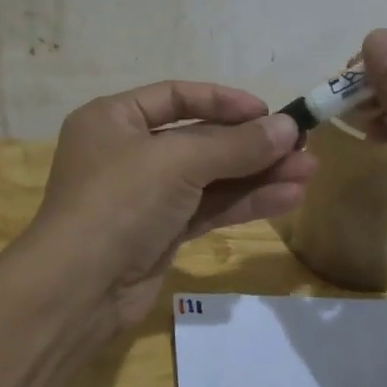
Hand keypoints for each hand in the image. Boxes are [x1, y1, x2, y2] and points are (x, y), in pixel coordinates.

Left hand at [32, 83, 316, 325]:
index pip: (176, 96)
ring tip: (309, 172)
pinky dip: (246, 202)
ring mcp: (145, 195)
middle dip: (252, 144)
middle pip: (200, 139)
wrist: (78, 290)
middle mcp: (128, 151)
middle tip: (303, 146)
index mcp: (114, 118)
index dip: (224, 101)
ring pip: (211, 177)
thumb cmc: (119, 202)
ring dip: (258, 174)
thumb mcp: (177, 161)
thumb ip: (236, 145)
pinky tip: (288, 198)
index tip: (268, 111)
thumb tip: (289, 127)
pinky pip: (209, 207)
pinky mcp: (162, 232)